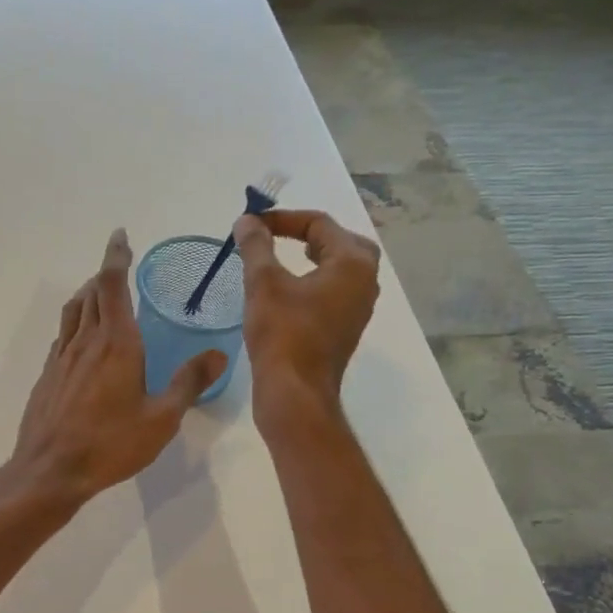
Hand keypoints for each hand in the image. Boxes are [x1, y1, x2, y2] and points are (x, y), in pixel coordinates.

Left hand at [10, 229, 226, 505]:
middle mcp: (86, 341)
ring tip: (100, 293)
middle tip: (119, 267)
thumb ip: (189, 383)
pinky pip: (63, 335)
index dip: (116, 256)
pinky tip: (83, 341)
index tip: (120, 236)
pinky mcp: (48, 375)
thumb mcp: (161, 419)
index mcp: (116, 343)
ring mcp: (62, 357)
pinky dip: (76, 322)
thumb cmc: (110, 444)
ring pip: (74, 310)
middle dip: (106, 273)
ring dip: (88, 293)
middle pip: (92, 292)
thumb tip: (218, 353)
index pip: (113, 284)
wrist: (50, 470)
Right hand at [232, 209, 380, 418]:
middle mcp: (365, 282)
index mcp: (352, 264)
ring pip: (341, 268)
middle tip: (279, 235)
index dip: (283, 218)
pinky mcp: (345, 329)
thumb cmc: (282, 334)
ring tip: (283, 258)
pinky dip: (315, 281)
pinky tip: (288, 291)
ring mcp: (358, 308)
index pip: (320, 224)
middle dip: (309, 234)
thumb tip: (247, 221)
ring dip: (314, 257)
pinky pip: (335, 291)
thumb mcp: (263, 283)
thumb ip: (256, 246)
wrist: (295, 393)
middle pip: (341, 242)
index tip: (252, 225)